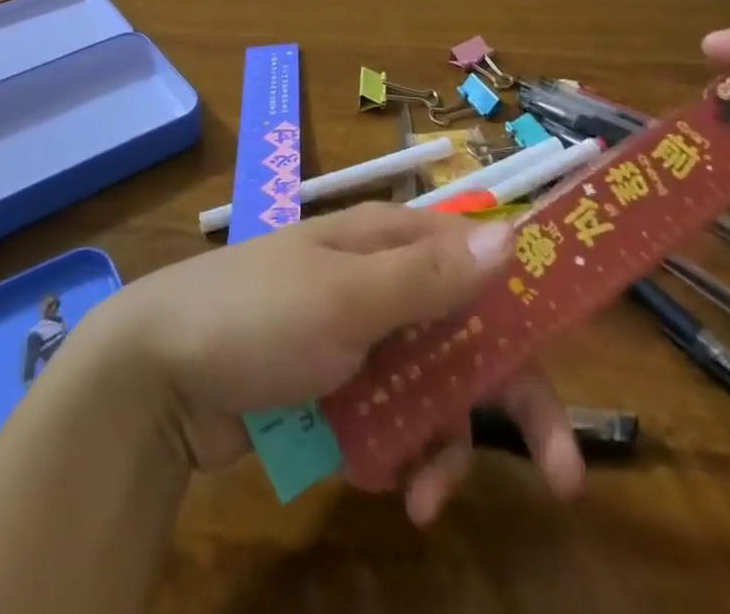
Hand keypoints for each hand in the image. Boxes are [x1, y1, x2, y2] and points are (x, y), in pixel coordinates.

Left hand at [79, 203, 583, 522]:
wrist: (161, 372)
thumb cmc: (258, 317)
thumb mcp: (346, 296)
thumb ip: (427, 275)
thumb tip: (510, 234)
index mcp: (389, 242)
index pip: (479, 266)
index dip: (528, 314)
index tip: (568, 372)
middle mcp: (382, 282)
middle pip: (467, 336)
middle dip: (508, 403)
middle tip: (561, 478)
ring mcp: (358, 336)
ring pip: (433, 389)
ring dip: (440, 444)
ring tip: (418, 496)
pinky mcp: (335, 385)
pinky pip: (389, 419)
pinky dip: (394, 452)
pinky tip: (375, 480)